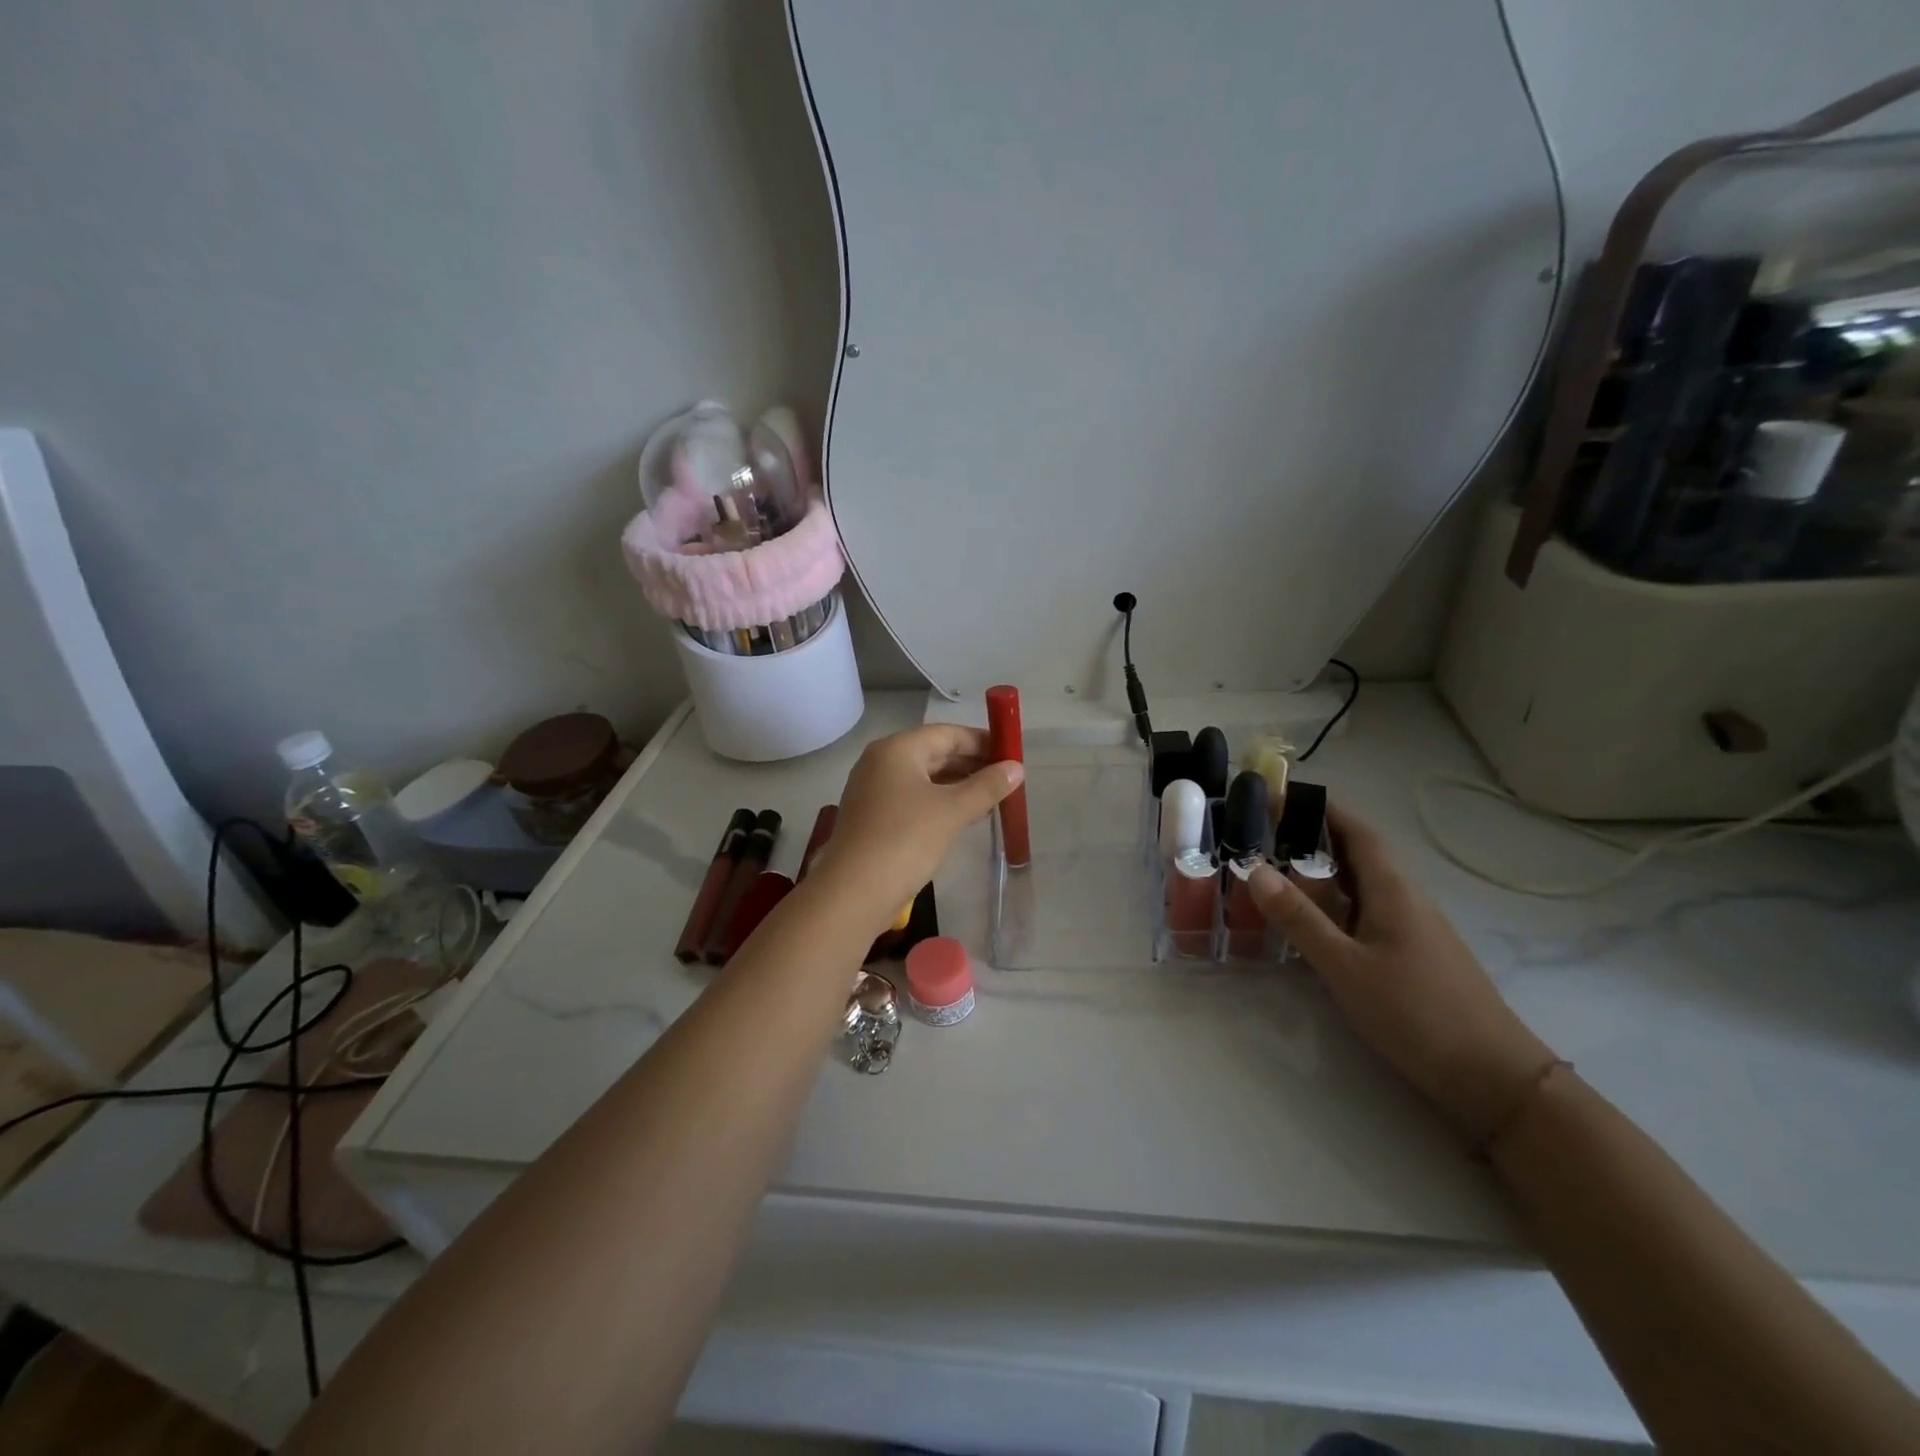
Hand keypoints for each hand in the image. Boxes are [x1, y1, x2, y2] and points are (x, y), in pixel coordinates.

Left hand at [809, 724, 1023, 936]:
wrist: (853, 892)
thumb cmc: (905, 840)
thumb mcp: (952, 811)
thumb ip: (987, 786)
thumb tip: (1017, 768)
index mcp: (897, 749)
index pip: (947, 734)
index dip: (981, 741)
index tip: (1011, 754)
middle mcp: (881, 762)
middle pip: (934, 753)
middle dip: (971, 764)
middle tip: (1007, 778)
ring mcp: (874, 790)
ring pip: (925, 778)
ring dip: (958, 785)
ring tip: (993, 798)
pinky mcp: (874, 817)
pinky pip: (914, 798)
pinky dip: (940, 802)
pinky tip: (965, 816)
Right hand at [1247, 805, 1556, 1142]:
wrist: (1494, 1079)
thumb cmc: (1416, 1013)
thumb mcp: (1345, 967)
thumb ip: (1300, 919)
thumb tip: (1255, 869)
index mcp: (1393, 890)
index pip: (1357, 831)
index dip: (1323, 808)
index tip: (1282, 795)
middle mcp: (1406, 899)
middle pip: (1359, 854)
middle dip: (1315, 836)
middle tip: (1266, 833)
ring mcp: (1415, 929)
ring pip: (1363, 885)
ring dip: (1325, 869)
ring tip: (1278, 869)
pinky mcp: (1415, 955)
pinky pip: (1368, 911)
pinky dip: (1336, 902)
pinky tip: (1315, 921)